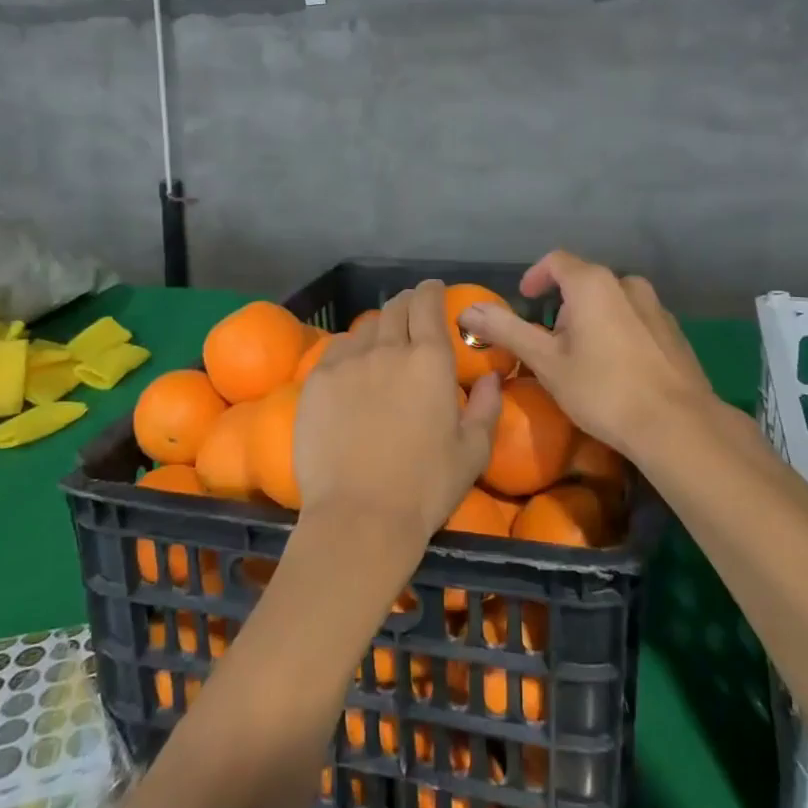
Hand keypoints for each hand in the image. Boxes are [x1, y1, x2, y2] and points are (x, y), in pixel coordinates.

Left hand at [294, 281, 502, 553]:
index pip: (428, 305)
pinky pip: (336, 350)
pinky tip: (353, 367)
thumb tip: (490, 378)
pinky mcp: (317, 382)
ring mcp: (347, 363)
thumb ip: (486, 407)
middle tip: (411, 313)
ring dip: (379, 329)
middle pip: (395, 308)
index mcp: (429, 360)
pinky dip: (350, 350)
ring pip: (365, 328)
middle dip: (406, 304)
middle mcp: (388, 350)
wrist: (360, 516)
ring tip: (382, 344)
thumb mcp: (472, 452)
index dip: (431, 291)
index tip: (433, 290)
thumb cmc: (426, 486)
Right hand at [457, 250, 711, 459]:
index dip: (535, 277)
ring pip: (613, 301)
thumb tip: (467, 311)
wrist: (677, 425)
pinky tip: (617, 370)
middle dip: (563, 306)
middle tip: (550, 343)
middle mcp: (627, 284)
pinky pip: (636, 321)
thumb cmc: (602, 389)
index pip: (556, 261)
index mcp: (593, 284)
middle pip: (585, 282)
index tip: (525, 300)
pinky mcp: (674, 332)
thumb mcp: (546, 361)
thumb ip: (506, 330)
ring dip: (592, 319)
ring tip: (583, 358)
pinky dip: (618, 333)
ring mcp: (656, 307)